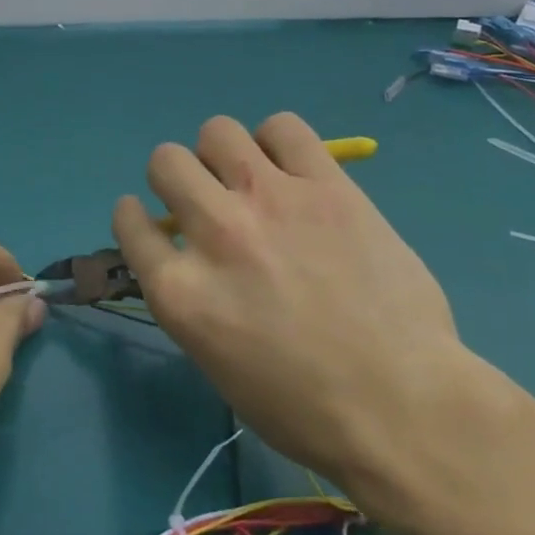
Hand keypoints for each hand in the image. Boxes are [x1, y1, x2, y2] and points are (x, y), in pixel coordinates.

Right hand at [113, 113, 515, 531]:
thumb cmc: (304, 408)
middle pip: (165, 161)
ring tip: (250, 179)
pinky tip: (292, 170)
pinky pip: (283, 127)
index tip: (153, 221)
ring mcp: (271, 202)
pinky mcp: (326, 186)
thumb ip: (190, 296)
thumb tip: (190, 255)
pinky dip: (278, 143)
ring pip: (217, 131)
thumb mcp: (214, 361)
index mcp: (179, 290)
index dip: (136, 217)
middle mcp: (215, 232)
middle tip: (207, 199)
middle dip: (176, 178)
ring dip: (223, 154)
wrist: (404, 407)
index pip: (129, 221)